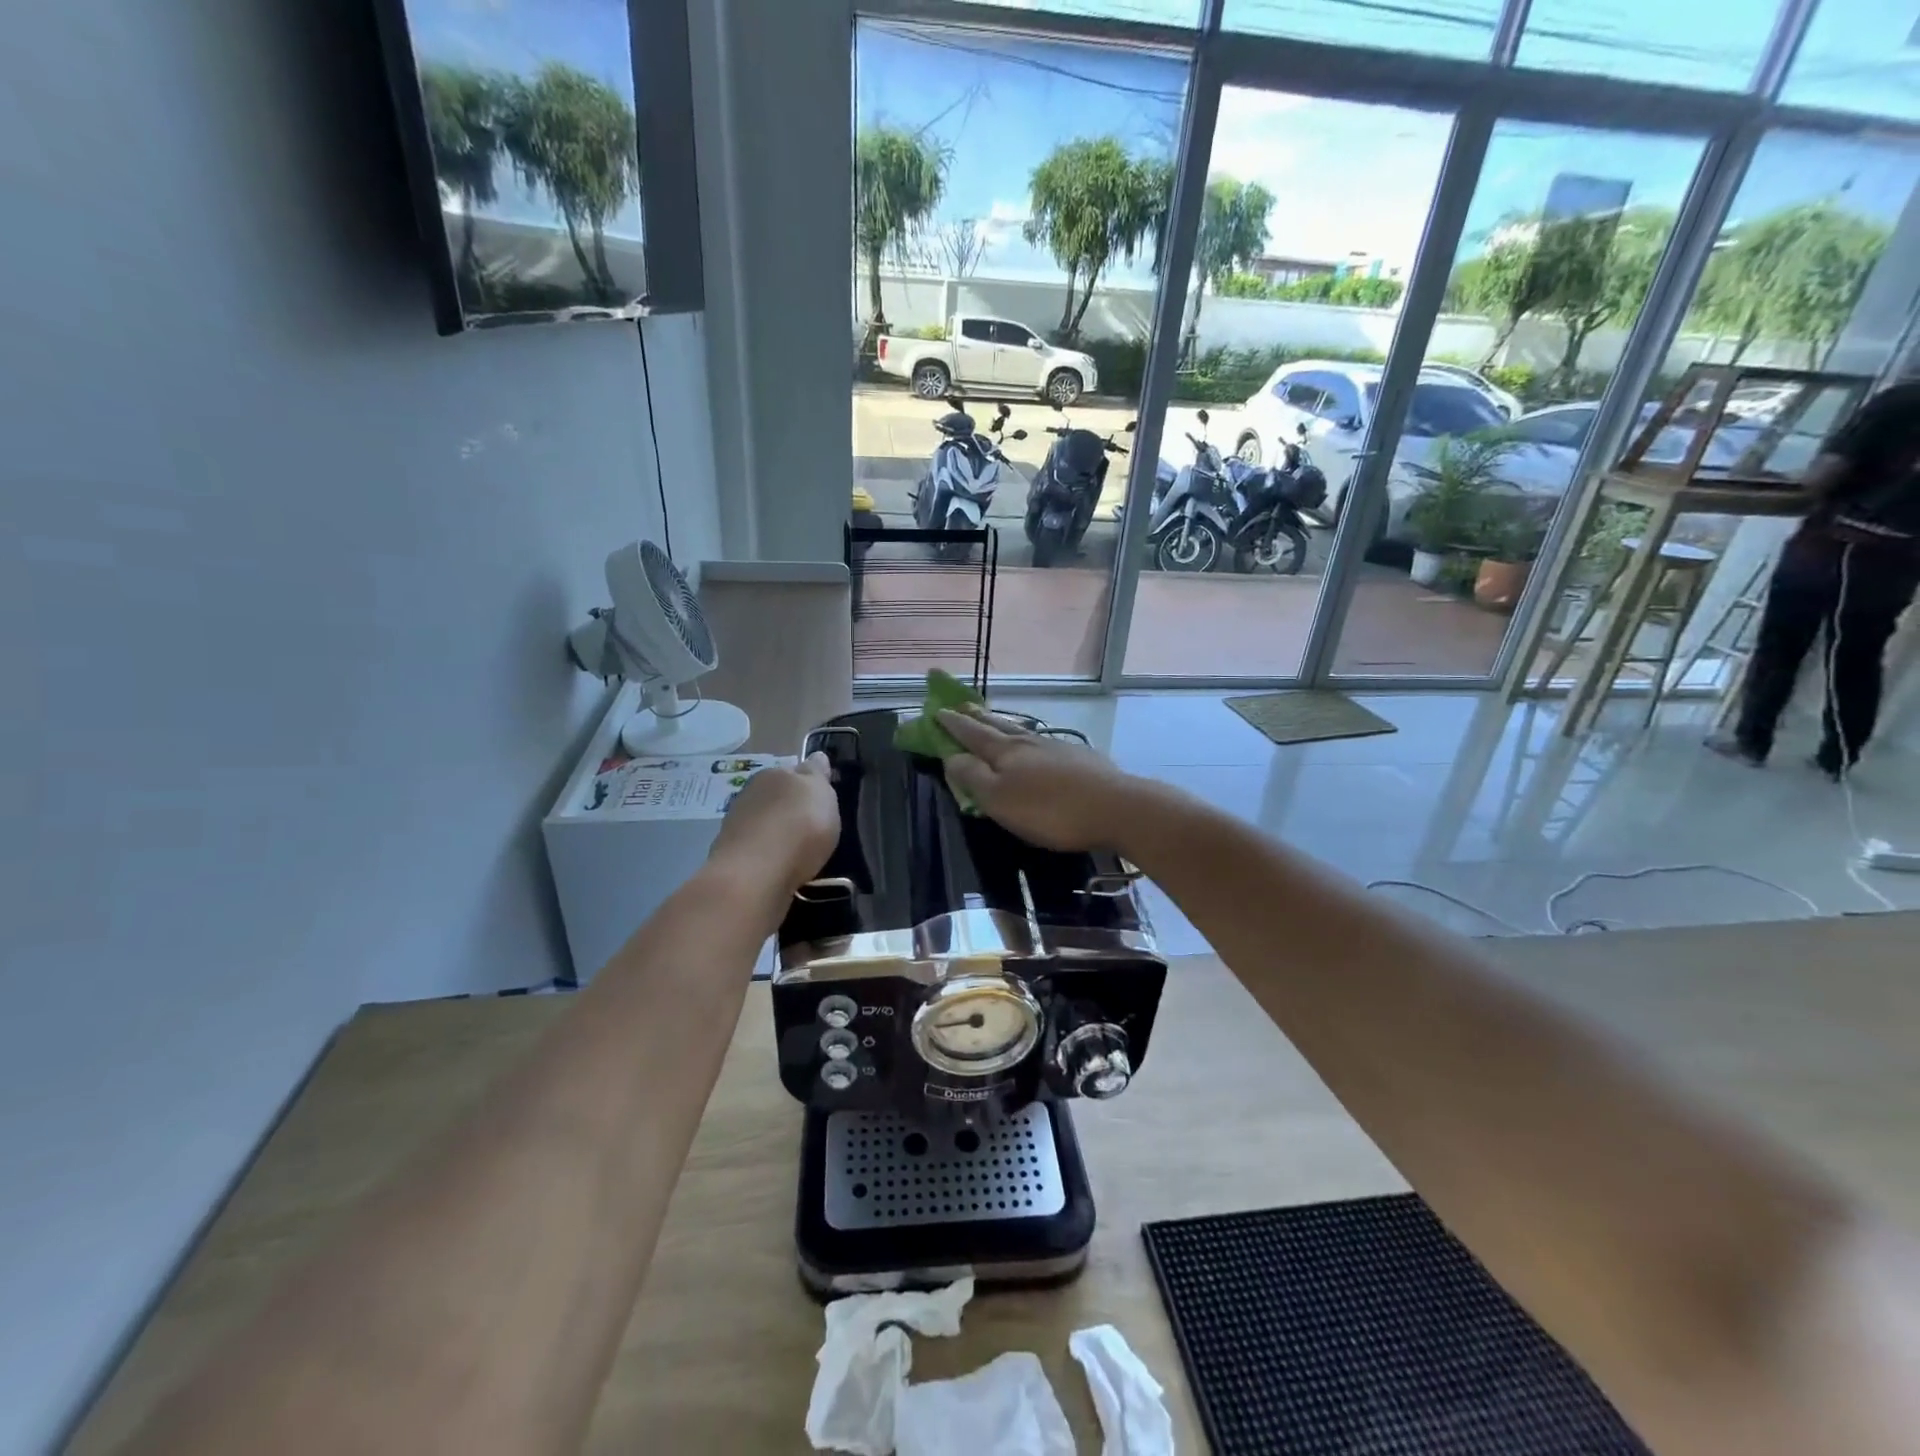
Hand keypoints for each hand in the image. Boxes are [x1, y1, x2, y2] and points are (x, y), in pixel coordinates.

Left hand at [709, 753, 840, 893]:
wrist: (755, 874)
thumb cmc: (798, 826)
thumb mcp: (821, 793)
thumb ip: (818, 774)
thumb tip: (816, 757)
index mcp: (775, 773)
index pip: (795, 771)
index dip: (809, 783)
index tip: (821, 799)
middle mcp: (751, 794)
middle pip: (777, 797)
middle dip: (791, 808)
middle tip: (812, 827)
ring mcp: (736, 825)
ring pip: (764, 823)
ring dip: (778, 833)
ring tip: (798, 851)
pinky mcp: (731, 856)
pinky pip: (757, 850)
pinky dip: (768, 855)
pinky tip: (781, 867)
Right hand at [937, 709, 1139, 851]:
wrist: (1115, 807)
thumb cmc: (1050, 810)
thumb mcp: (1000, 800)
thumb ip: (972, 777)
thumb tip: (950, 756)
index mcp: (1004, 752)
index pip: (971, 733)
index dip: (952, 724)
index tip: (936, 711)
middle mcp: (1028, 742)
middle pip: (996, 726)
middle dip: (975, 717)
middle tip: (960, 706)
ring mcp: (1055, 747)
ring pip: (1020, 731)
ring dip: (1001, 724)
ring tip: (991, 719)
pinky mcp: (1078, 757)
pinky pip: (1041, 741)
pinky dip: (1027, 738)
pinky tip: (1033, 743)